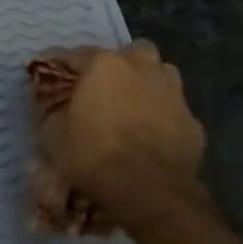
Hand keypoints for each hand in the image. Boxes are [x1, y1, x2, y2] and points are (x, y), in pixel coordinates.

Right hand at [27, 41, 206, 232]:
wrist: (150, 191)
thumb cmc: (94, 155)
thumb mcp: (53, 136)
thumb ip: (51, 113)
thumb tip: (52, 107)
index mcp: (104, 65)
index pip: (75, 54)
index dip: (60, 64)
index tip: (49, 73)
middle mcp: (141, 68)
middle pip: (132, 52)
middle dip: (120, 63)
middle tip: (105, 86)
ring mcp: (172, 93)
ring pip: (162, 74)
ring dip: (148, 83)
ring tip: (133, 106)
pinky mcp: (193, 122)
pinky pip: (175, 110)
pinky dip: (164, 116)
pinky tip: (153, 135)